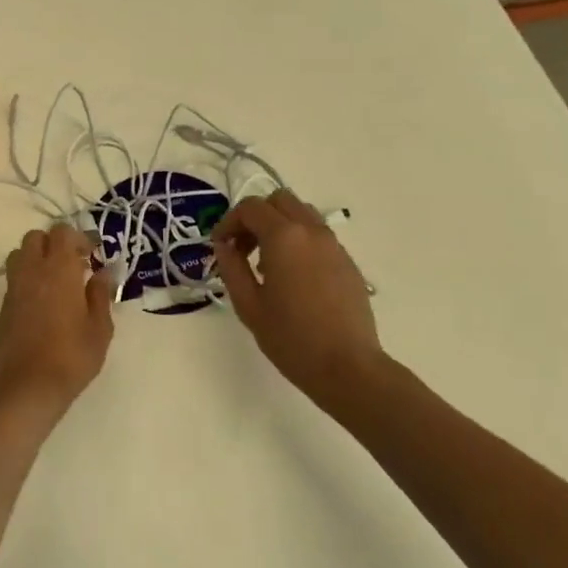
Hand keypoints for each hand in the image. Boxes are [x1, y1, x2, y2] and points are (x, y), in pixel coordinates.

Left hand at [0, 223, 114, 412]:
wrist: (28, 387)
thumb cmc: (72, 356)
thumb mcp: (100, 328)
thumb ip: (101, 294)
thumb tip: (103, 272)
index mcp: (58, 269)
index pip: (62, 232)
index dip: (79, 237)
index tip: (93, 254)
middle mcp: (31, 271)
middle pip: (36, 237)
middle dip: (54, 244)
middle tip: (74, 265)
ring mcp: (13, 288)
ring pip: (20, 255)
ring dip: (37, 259)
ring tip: (56, 281)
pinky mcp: (3, 306)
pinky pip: (14, 279)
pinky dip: (28, 280)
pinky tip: (43, 303)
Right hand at [212, 191, 385, 404]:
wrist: (347, 367)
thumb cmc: (291, 338)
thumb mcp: (249, 305)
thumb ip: (231, 267)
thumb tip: (224, 245)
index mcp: (284, 237)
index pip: (250, 208)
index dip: (229, 221)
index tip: (220, 246)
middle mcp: (311, 231)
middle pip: (279, 200)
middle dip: (255, 217)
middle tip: (242, 248)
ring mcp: (334, 245)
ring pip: (301, 213)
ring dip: (279, 225)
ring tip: (266, 262)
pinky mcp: (347, 261)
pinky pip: (317, 235)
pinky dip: (298, 240)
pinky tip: (292, 277)